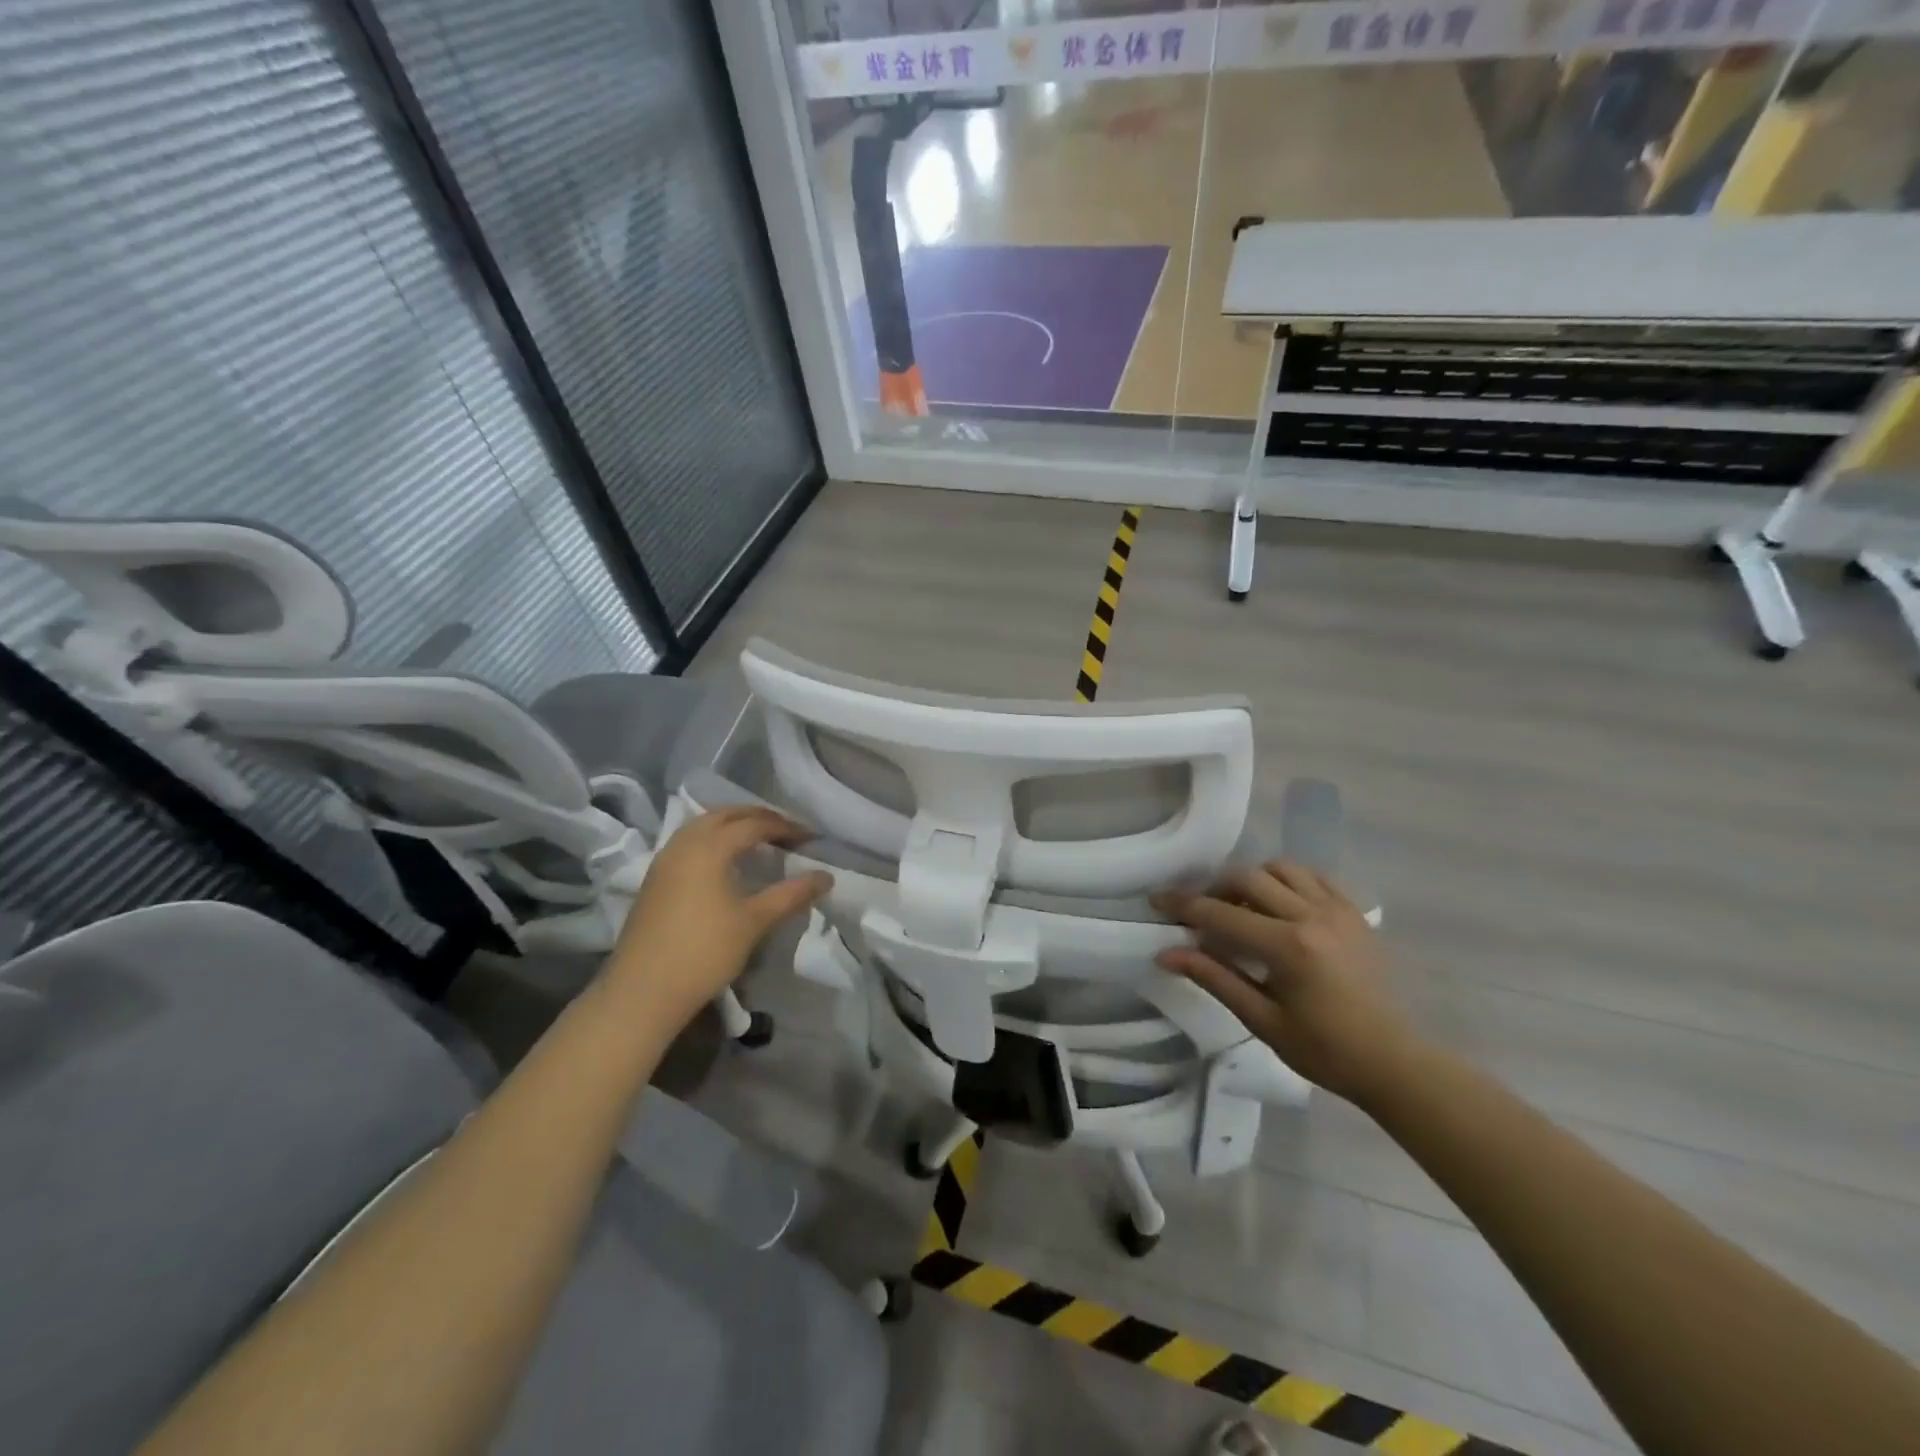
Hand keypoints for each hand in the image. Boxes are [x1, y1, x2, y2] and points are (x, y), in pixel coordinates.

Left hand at [605, 806, 830, 1030]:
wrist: (642, 991)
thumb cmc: (704, 952)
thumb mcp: (754, 922)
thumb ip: (791, 895)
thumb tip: (826, 877)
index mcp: (709, 847)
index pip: (754, 824)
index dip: (785, 827)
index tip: (811, 838)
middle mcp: (684, 844)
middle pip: (724, 815)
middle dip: (757, 816)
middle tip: (786, 830)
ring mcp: (665, 860)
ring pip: (702, 826)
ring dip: (732, 824)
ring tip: (758, 839)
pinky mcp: (655, 879)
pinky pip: (689, 842)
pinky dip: (713, 839)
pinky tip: (725, 861)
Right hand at [1152, 861, 1421, 1105]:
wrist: (1393, 1062)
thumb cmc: (1324, 1050)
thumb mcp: (1262, 1019)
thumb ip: (1214, 978)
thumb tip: (1166, 953)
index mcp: (1288, 946)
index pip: (1221, 914)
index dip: (1183, 905)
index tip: (1157, 899)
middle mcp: (1312, 916)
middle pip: (1248, 878)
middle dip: (1216, 889)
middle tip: (1202, 914)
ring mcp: (1338, 910)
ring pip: (1281, 868)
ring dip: (1253, 880)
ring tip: (1243, 908)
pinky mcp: (1355, 913)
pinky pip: (1314, 877)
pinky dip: (1288, 881)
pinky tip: (1280, 905)